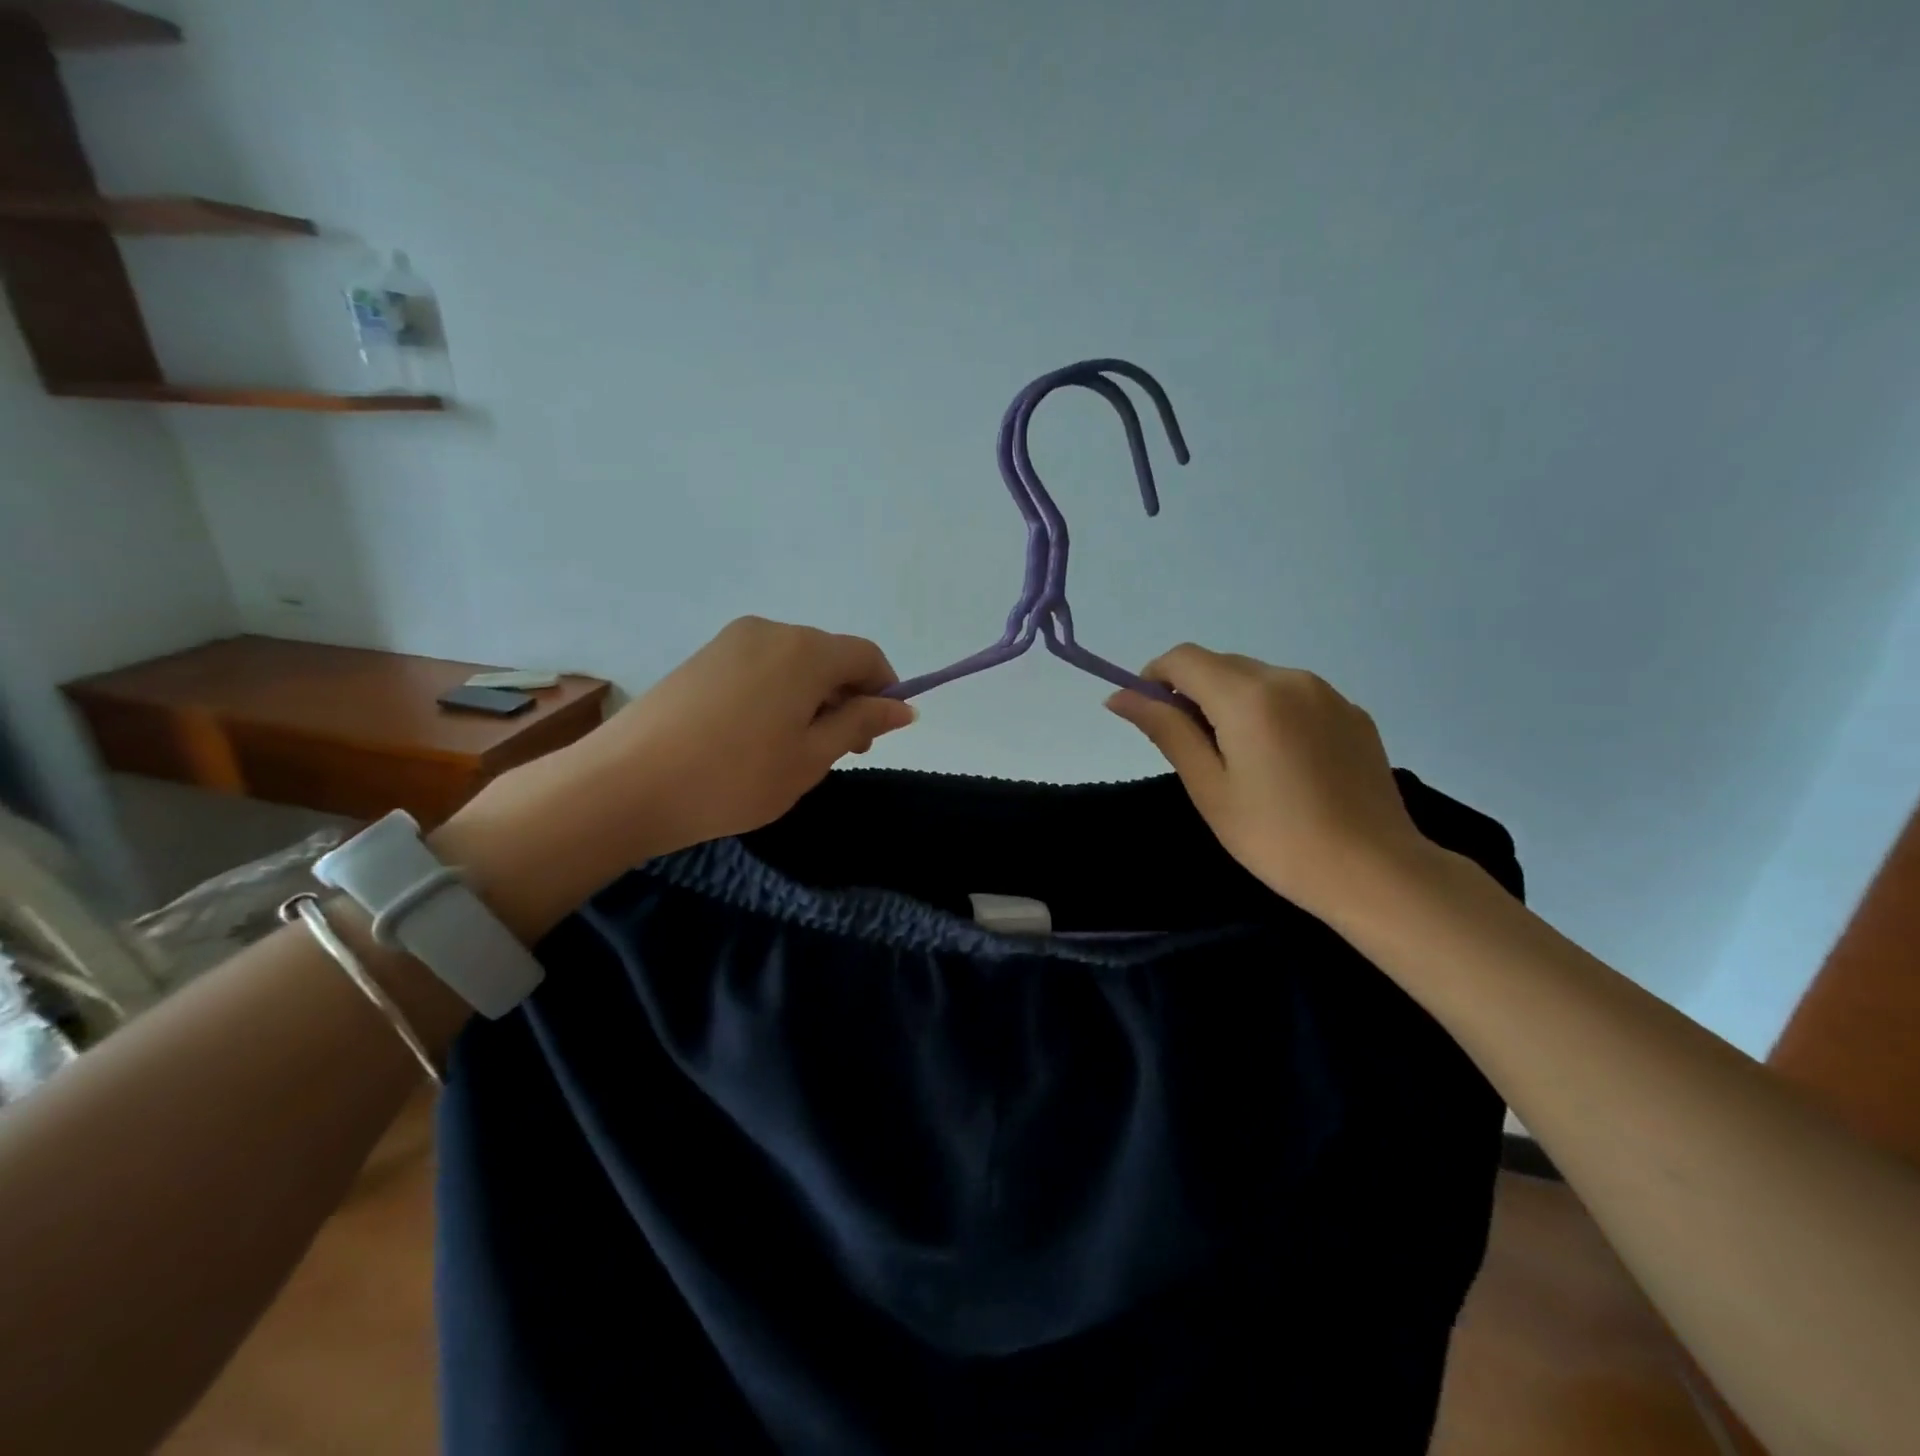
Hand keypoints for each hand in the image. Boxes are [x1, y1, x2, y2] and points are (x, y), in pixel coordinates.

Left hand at [588, 616, 916, 848]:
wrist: (626, 784)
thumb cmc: (736, 777)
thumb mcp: (811, 757)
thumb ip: (860, 723)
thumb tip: (904, 707)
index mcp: (806, 651)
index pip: (866, 656)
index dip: (884, 691)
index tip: (876, 734)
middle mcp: (771, 631)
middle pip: (828, 656)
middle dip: (845, 697)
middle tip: (838, 751)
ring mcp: (730, 641)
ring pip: (793, 663)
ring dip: (811, 697)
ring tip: (795, 748)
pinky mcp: (702, 657)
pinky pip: (760, 667)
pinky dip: (777, 693)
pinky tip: (758, 736)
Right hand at [1105, 645, 1432, 919]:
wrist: (1375, 872)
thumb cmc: (1276, 837)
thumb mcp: (1208, 787)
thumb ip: (1165, 730)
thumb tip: (1119, 696)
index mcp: (1249, 696)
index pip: (1184, 657)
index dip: (1154, 678)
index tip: (1151, 718)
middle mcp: (1290, 678)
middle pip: (1221, 664)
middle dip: (1193, 693)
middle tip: (1194, 752)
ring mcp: (1327, 693)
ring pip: (1258, 679)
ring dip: (1232, 703)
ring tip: (1242, 763)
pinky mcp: (1352, 713)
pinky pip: (1294, 696)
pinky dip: (1270, 713)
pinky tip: (1283, 764)